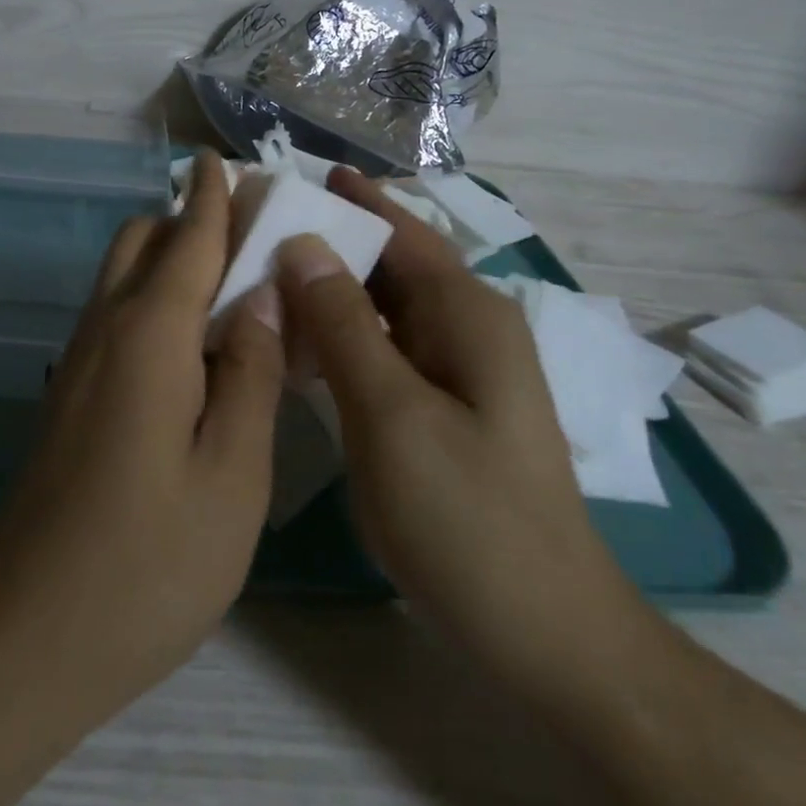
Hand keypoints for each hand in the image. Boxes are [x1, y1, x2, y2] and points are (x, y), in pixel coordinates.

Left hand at [0, 153, 285, 723]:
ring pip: (123, 274)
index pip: (188, 236)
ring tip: (234, 284)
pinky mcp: (72, 392)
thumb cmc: (148, 559)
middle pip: (142, 239)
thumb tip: (262, 297)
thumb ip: (251, 373)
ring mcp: (81, 360)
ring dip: (170, 256)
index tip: (228, 162)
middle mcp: (107, 327)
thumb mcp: (232, 474)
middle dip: (190, 218)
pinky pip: (117, 314)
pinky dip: (155, 298)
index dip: (212, 195)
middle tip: (252, 235)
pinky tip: (196, 344)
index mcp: (150, 332)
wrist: (27, 629)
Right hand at [275, 170, 659, 705]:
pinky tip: (301, 340)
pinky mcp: (447, 407)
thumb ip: (343, 323)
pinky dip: (344, 332)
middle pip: (393, 263)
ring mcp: (460, 370)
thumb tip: (303, 243)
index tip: (296, 172)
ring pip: (387, 306)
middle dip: (333, 239)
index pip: (402, 231)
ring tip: (266, 272)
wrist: (545, 632)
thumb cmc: (465, 516)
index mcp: (467, 313)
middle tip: (261, 224)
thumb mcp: (390, 412)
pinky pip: (388, 346)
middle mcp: (469, 327)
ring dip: (333, 287)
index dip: (352, 199)